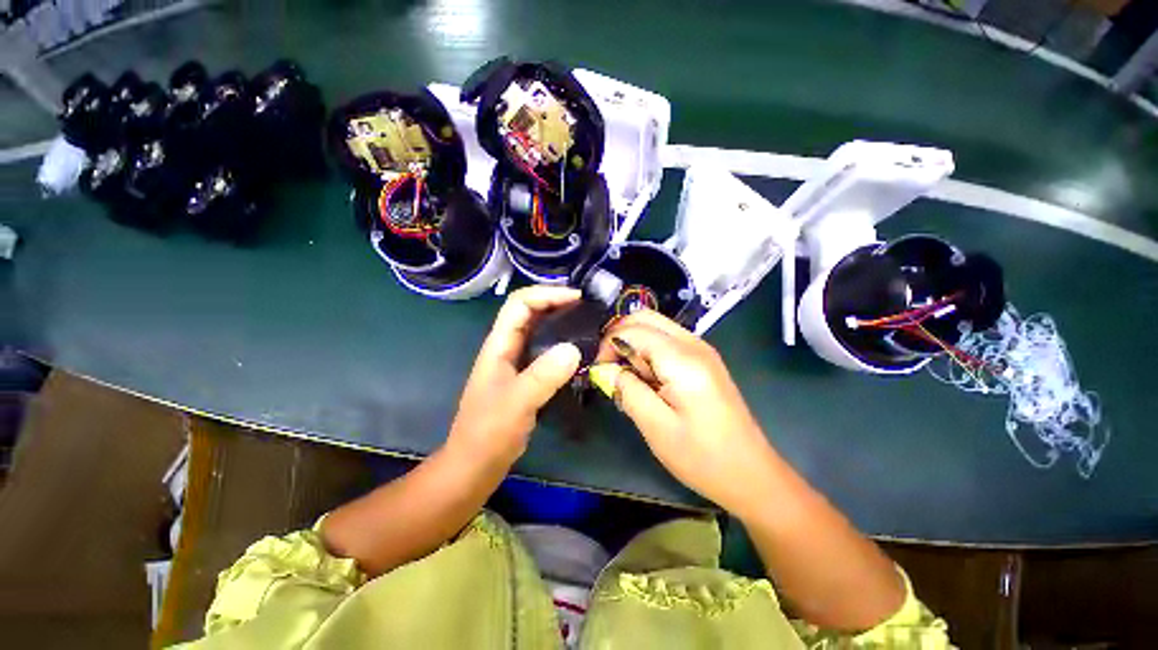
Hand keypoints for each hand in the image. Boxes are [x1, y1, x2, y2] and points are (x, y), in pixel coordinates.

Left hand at [447, 286, 582, 467]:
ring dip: (560, 320)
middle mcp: (507, 347)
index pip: (520, 303)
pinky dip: (561, 343)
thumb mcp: (516, 403)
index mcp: (498, 345)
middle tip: (587, 306)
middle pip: (529, 311)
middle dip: (555, 301)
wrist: (475, 465)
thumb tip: (574, 348)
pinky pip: (545, 350)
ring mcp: (516, 362)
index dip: (547, 293)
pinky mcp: (525, 376)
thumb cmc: (488, 434)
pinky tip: (579, 350)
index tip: (577, 298)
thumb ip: (543, 376)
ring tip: (587, 322)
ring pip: (538, 330)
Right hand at [599, 310, 775, 516]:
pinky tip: (647, 379)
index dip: (609, 345)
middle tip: (610, 368)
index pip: (633, 330)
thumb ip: (627, 389)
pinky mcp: (703, 360)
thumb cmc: (702, 456)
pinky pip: (666, 341)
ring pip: (655, 326)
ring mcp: (701, 349)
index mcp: (682, 358)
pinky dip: (648, 351)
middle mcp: (693, 343)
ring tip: (629, 378)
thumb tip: (602, 369)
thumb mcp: (656, 426)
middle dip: (620, 336)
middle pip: (645, 317)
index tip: (600, 372)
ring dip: (634, 344)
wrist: (751, 474)